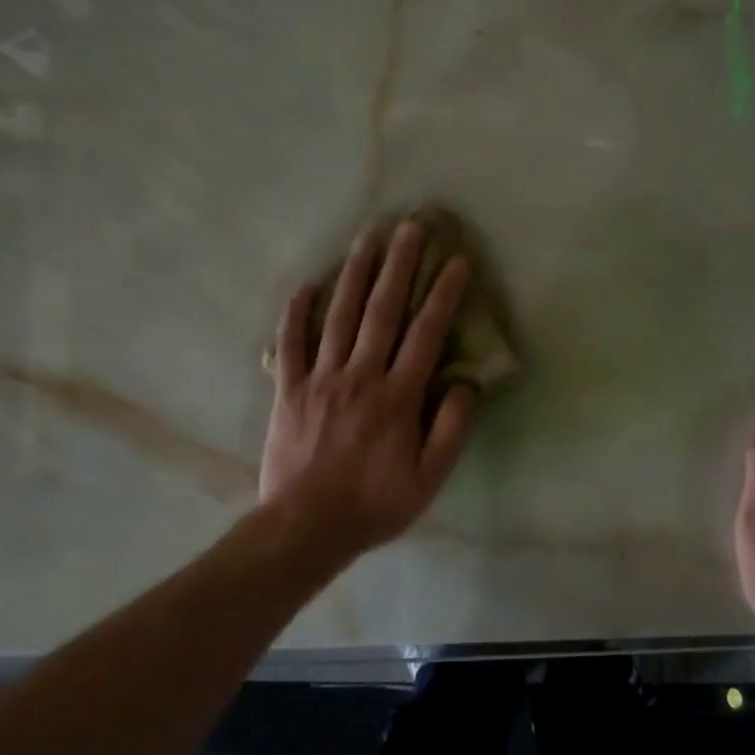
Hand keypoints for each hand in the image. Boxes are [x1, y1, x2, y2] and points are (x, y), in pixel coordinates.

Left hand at [260, 221, 477, 558]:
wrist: (305, 528)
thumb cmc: (374, 505)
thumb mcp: (430, 479)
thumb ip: (451, 428)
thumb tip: (466, 382)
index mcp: (398, 396)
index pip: (427, 333)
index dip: (444, 294)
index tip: (456, 260)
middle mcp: (361, 375)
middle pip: (383, 310)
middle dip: (400, 265)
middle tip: (411, 226)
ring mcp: (321, 378)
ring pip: (340, 315)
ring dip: (356, 273)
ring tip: (368, 237)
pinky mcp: (289, 388)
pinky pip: (290, 343)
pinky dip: (296, 312)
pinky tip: (307, 284)